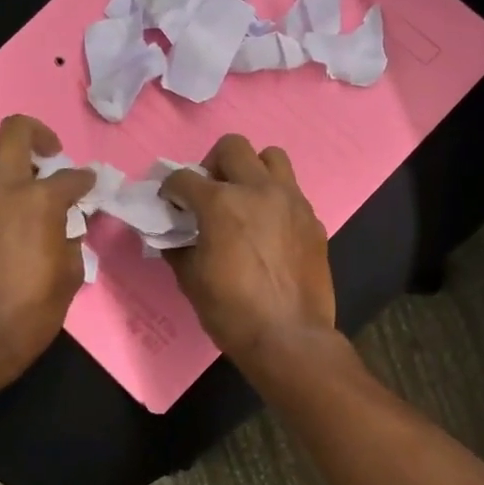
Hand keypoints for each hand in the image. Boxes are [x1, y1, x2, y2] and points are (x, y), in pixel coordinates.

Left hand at [0, 115, 94, 385]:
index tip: (90, 187)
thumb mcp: (69, 275)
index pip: (70, 177)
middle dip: (39, 135)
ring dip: (6, 151)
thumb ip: (72, 237)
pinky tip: (7, 206)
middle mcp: (2, 187)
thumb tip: (68, 223)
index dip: (85, 181)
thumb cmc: (31, 312)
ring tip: (24, 175)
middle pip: (15, 131)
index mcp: (38, 201)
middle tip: (53, 157)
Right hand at [161, 135, 335, 364]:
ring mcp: (291, 200)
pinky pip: (291, 192)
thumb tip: (173, 236)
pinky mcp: (313, 219)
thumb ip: (178, 247)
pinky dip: (275, 199)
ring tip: (245, 198)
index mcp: (221, 202)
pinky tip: (269, 229)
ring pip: (271, 157)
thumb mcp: (191, 280)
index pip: (184, 178)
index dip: (170, 189)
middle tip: (210, 193)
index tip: (170, 203)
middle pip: (232, 147)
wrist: (289, 337)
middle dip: (213, 165)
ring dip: (252, 170)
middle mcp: (258, 189)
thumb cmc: (232, 311)